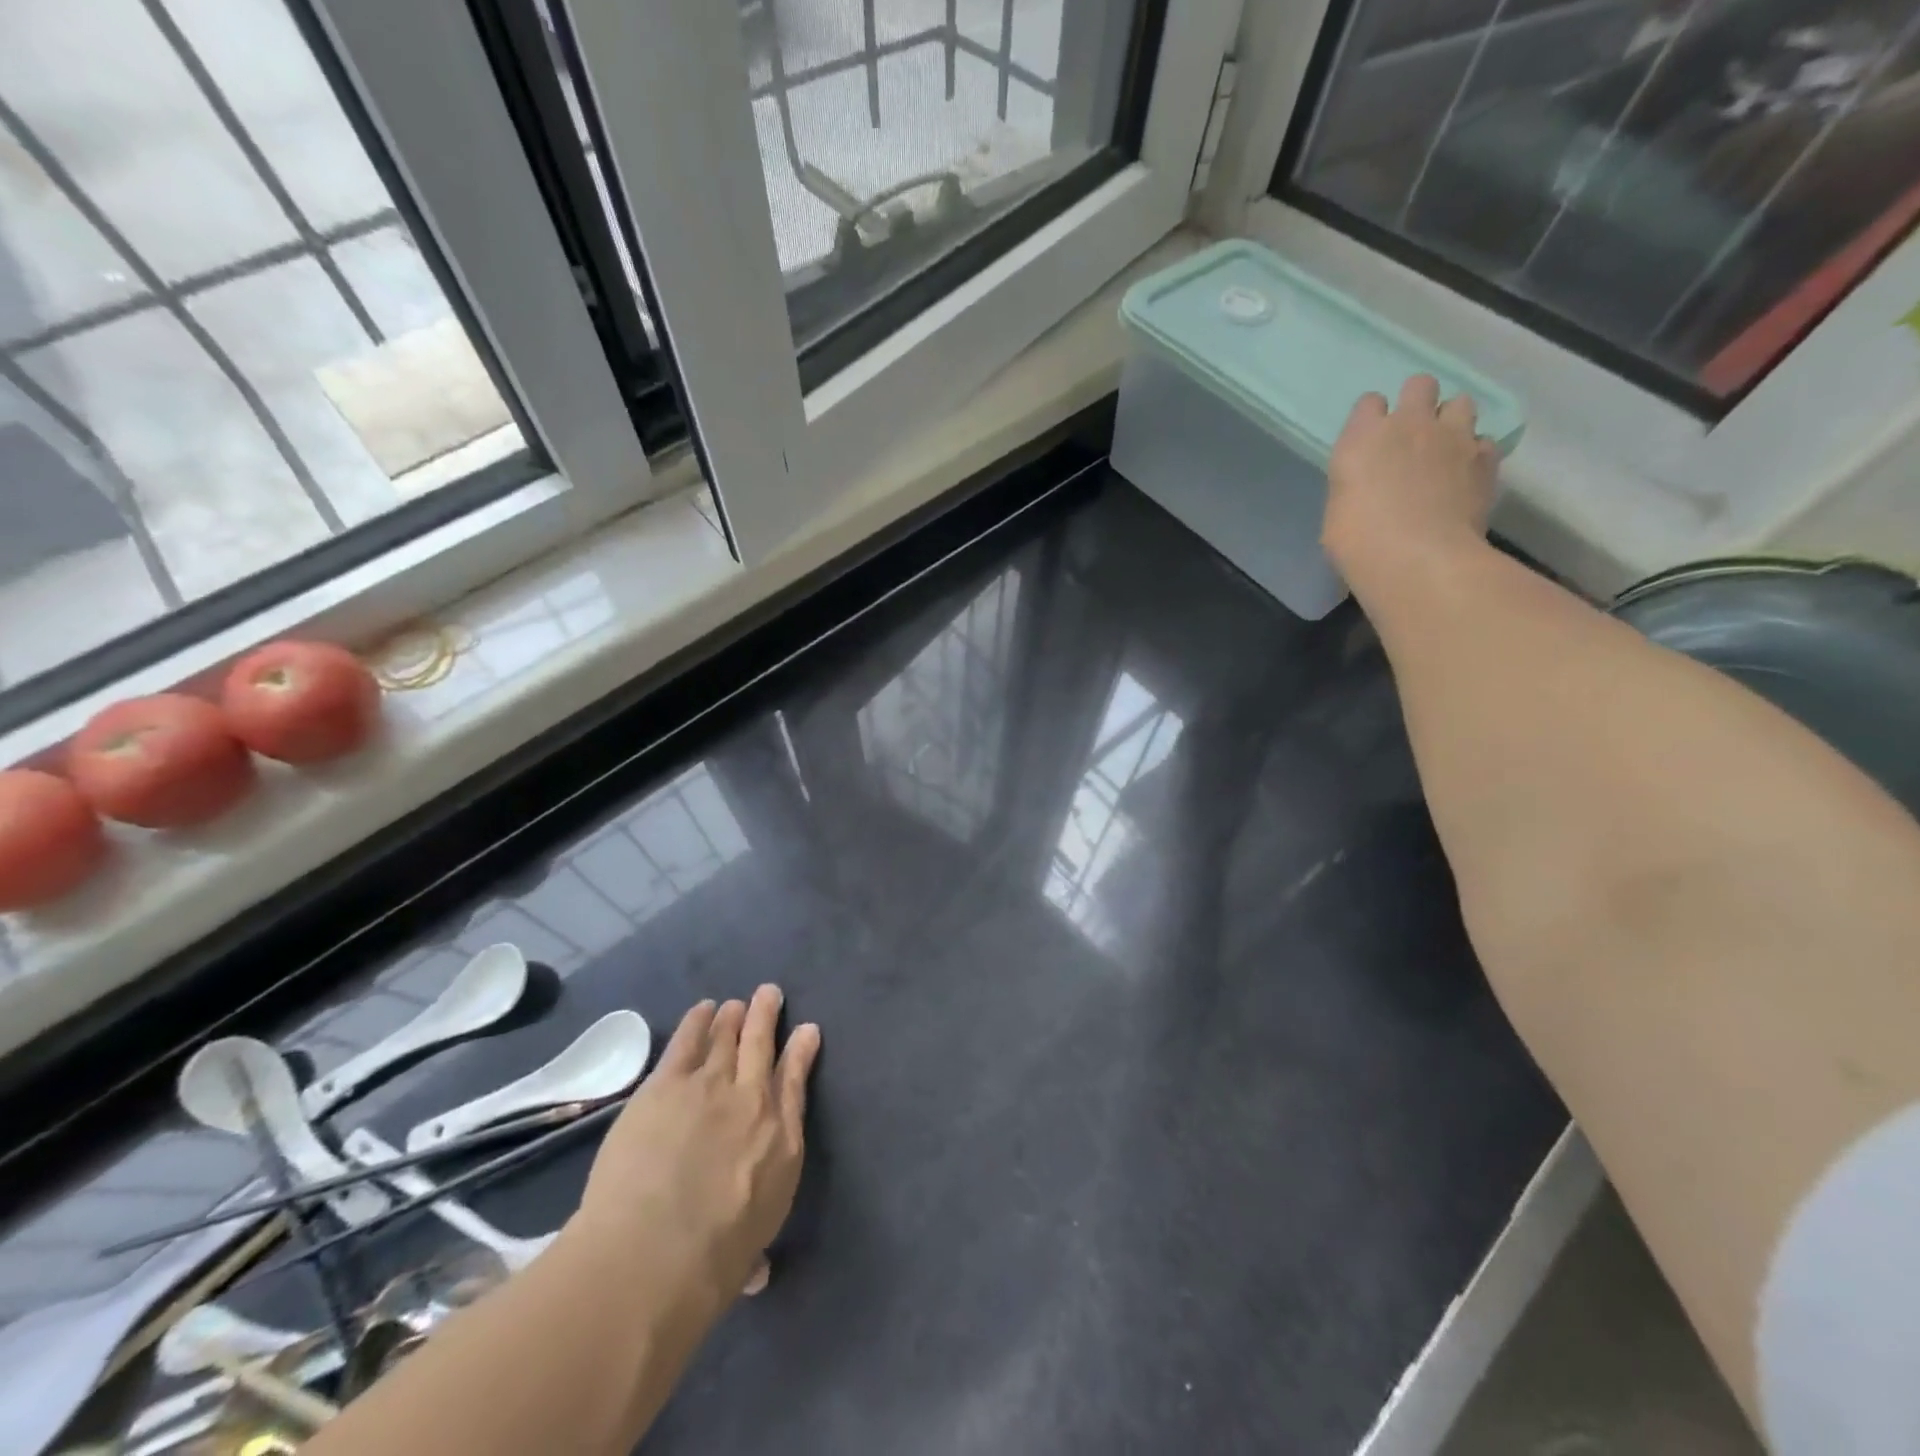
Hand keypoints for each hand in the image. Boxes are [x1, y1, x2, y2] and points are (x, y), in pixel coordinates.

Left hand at [572, 988, 821, 1300]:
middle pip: (762, 1045)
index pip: (795, 1083)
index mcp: (781, 1142)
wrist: (654, 1252)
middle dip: (768, 1016)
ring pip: (726, 1037)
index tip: (807, 1031)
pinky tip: (702, 1010)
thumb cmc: (710, 1265)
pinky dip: (697, 1022)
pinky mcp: (667, 1084)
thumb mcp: (748, 1255)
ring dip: (733, 1017)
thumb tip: (758, 1274)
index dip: (801, 1052)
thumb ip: (754, 1252)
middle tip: (769, 993)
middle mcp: (753, 1101)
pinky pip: (687, 1042)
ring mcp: (710, 1086)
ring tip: (735, 1004)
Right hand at [1323, 374, 1498, 592]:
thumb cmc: (1358, 542)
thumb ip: (1356, 483)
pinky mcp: (1485, 457)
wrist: (1417, 558)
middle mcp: (1409, 424)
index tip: (1372, 441)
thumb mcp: (1338, 511)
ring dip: (1452, 421)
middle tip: (1412, 435)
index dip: (1372, 419)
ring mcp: (1453, 436)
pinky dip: (1475, 454)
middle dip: (1418, 403)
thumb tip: (1369, 487)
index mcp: (1362, 438)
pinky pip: (1484, 441)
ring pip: (1460, 403)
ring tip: (1445, 450)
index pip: (1369, 403)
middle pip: (1420, 385)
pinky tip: (1466, 476)